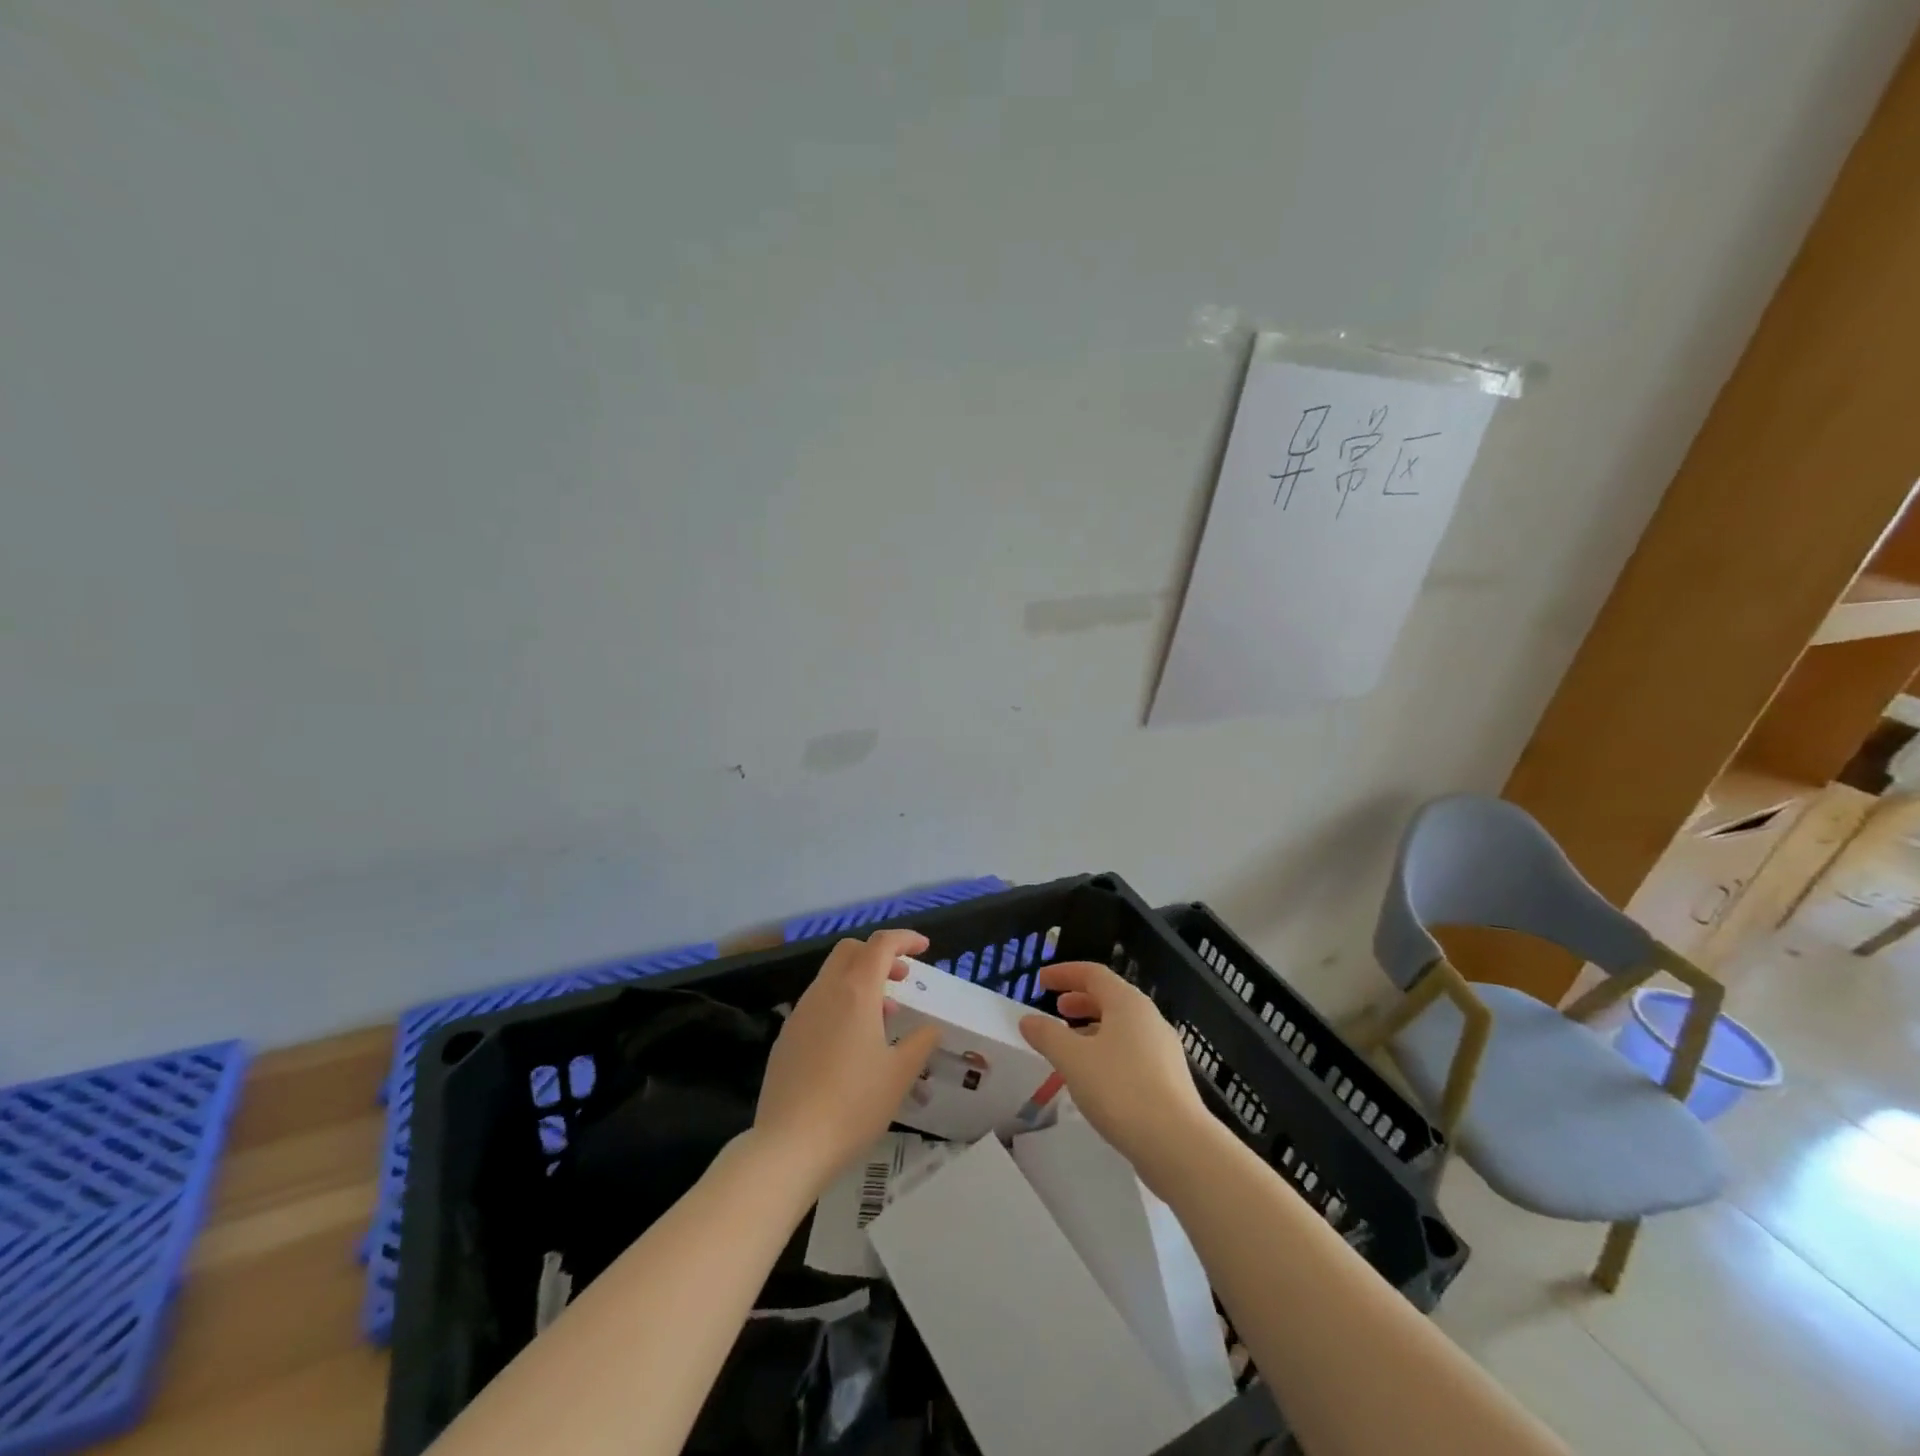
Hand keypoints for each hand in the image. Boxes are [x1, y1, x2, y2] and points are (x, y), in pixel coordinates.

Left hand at [751, 929, 941, 1195]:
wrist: (788, 1146)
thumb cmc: (853, 1105)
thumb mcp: (899, 1075)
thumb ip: (920, 1043)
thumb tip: (929, 1029)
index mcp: (856, 992)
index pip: (881, 944)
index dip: (904, 939)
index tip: (923, 948)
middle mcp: (825, 992)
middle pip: (850, 951)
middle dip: (879, 955)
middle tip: (901, 979)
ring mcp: (800, 1013)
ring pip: (831, 976)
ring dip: (859, 981)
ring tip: (882, 1016)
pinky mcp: (786, 1037)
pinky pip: (817, 1003)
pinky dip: (840, 1003)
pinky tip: (850, 1043)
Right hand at [1018, 961, 1217, 1194]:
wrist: (1177, 1144)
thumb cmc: (1120, 1090)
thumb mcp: (1073, 1060)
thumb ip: (1047, 1035)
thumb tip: (1028, 1020)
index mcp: (1127, 1003)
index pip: (1093, 973)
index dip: (1064, 973)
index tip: (1041, 980)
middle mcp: (1149, 1018)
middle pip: (1110, 997)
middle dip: (1080, 1000)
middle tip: (1057, 1009)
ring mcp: (1163, 1048)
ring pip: (1122, 1026)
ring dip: (1093, 1027)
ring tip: (1071, 1044)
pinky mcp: (1169, 1078)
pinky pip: (1132, 1050)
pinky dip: (1107, 1050)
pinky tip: (1095, 1076)